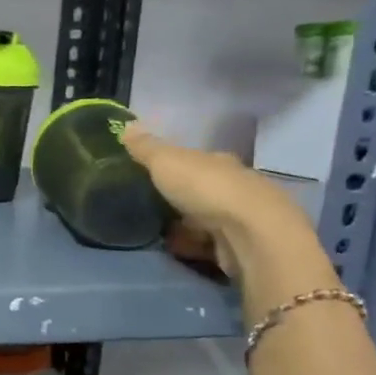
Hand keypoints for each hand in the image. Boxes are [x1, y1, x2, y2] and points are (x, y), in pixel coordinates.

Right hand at [121, 124, 331, 298]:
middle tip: (150, 205)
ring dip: (186, 224)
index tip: (152, 173)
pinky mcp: (240, 246)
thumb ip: (146, 148)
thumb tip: (126, 125)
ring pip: (206, 217)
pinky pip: (209, 243)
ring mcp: (240, 217)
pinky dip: (192, 245)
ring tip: (156, 231)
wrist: (249, 234)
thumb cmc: (206, 189)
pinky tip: (175, 249)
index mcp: (219, 162)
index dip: (175, 164)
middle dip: (180, 196)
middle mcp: (235, 185)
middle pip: (202, 188)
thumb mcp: (166, 162)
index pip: (196, 159)